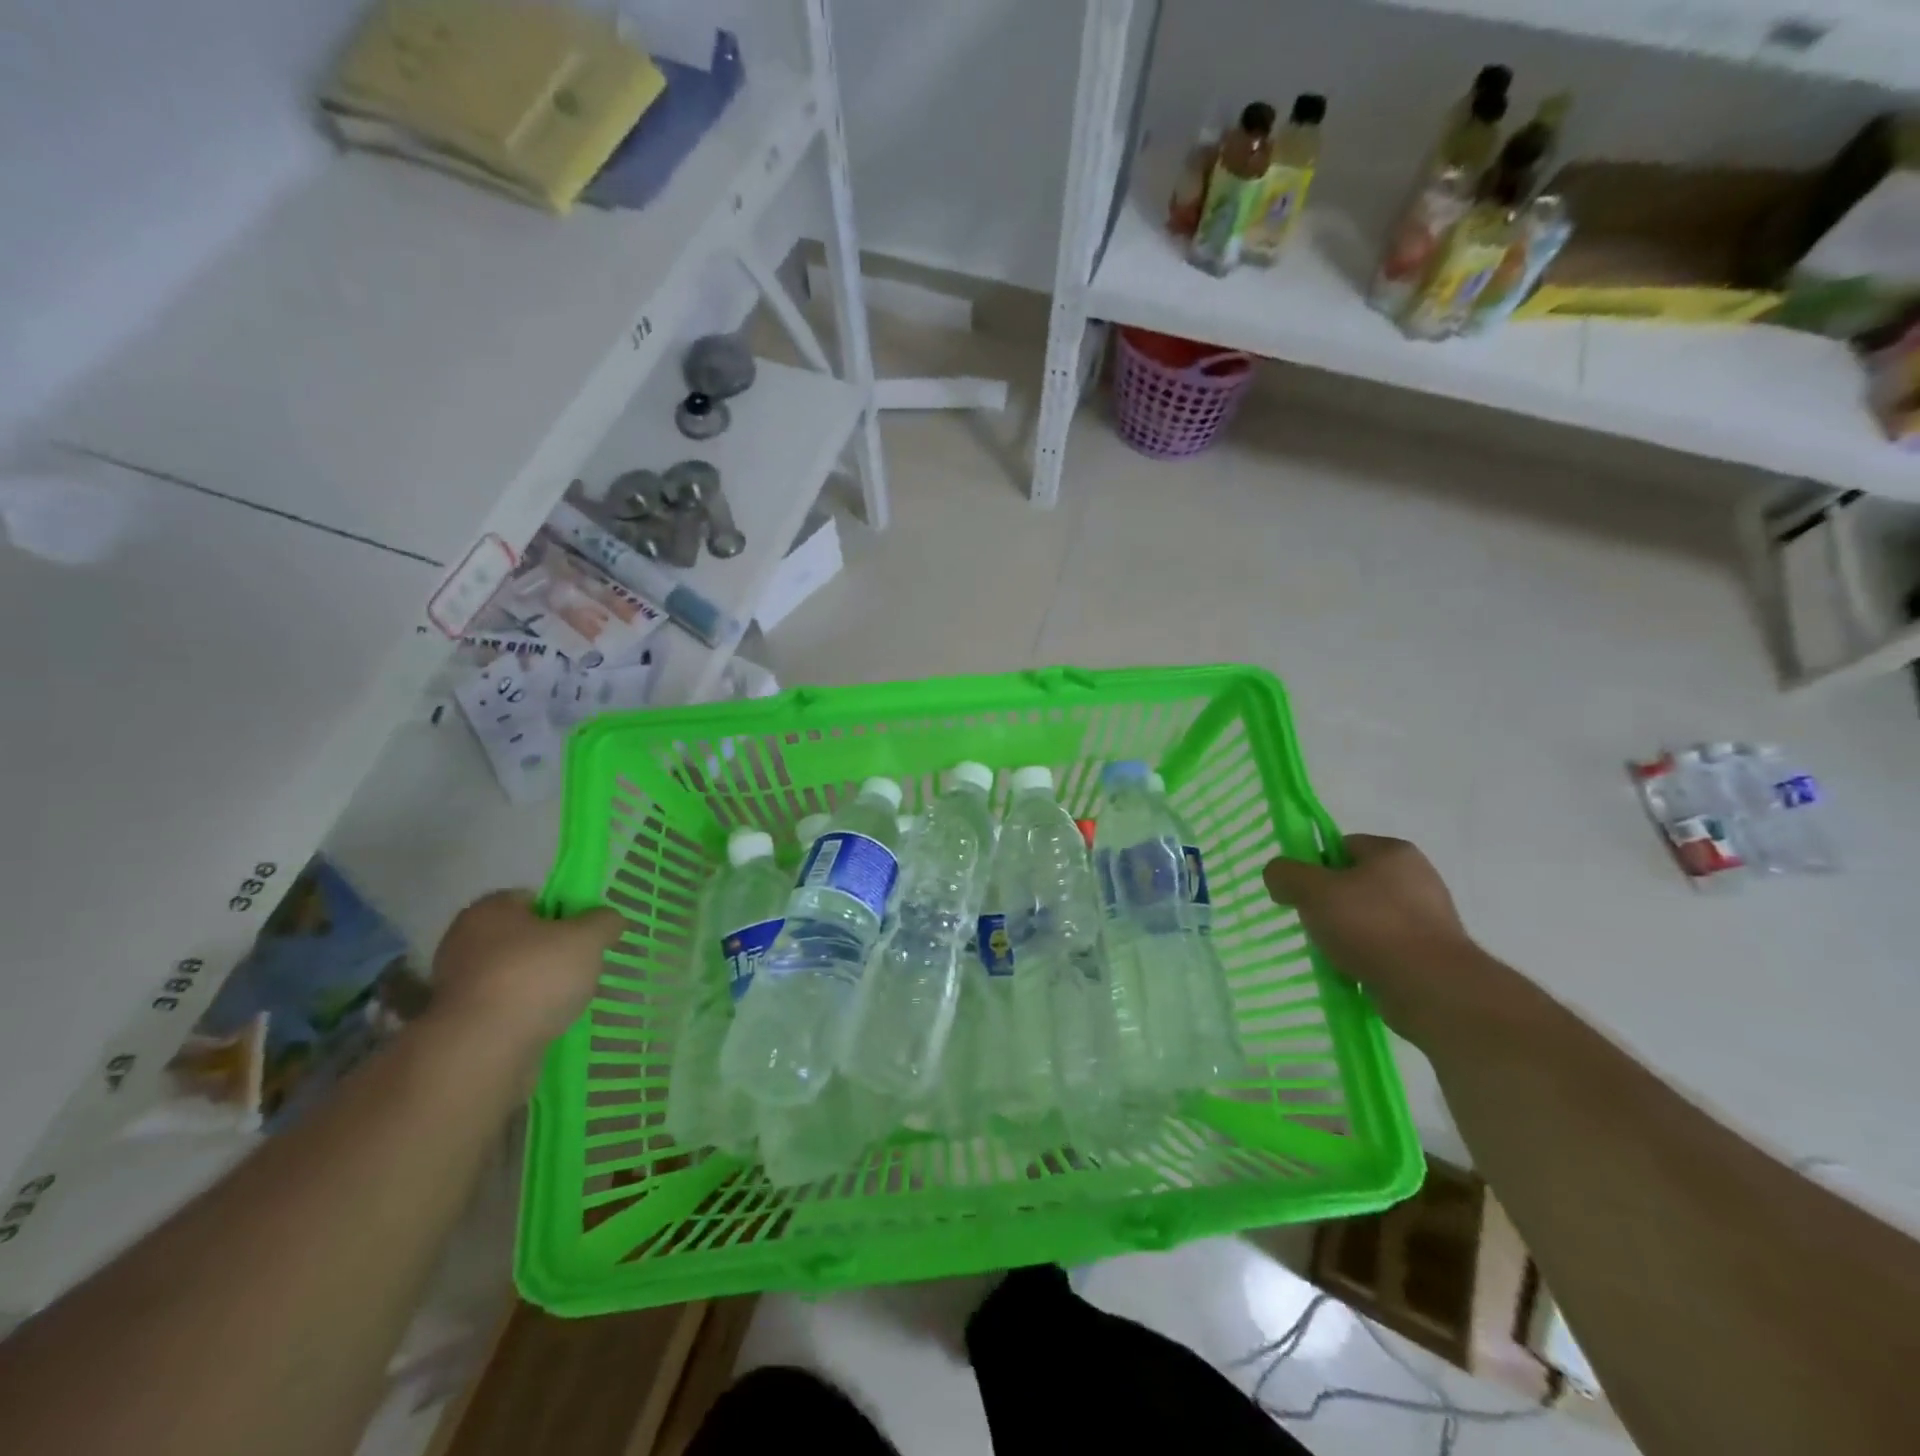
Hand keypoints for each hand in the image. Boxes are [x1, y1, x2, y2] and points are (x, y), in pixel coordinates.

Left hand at [427, 891, 624, 1058]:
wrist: (483, 1050)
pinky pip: (503, 1008)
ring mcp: (457, 985)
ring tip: (569, 1000)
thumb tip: (610, 920)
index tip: (585, 933)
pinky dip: (524, 1014)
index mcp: (489, 910)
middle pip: (522, 938)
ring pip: (513, 975)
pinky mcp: (459, 1024)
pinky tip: (547, 1024)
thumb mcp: (588, 938)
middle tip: (582, 966)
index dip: (564, 911)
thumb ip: (604, 922)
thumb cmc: (535, 977)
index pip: (532, 898)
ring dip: (538, 985)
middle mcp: (464, 942)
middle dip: (552, 951)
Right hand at [1263, 835, 1490, 1043]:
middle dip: (1328, 902)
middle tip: (1310, 922)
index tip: (1299, 891)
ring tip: (1330, 952)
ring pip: (1368, 916)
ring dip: (1346, 932)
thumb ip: (1286, 874)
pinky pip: (1386, 946)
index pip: (1341, 845)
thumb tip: (1277, 875)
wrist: (1432, 989)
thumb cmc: (1371, 926)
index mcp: (1394, 851)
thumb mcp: (1313, 891)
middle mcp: (1417, 877)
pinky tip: (1352, 971)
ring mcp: (1430, 917)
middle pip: (1354, 881)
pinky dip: (1366, 956)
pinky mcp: (1433, 953)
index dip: (1314, 865)